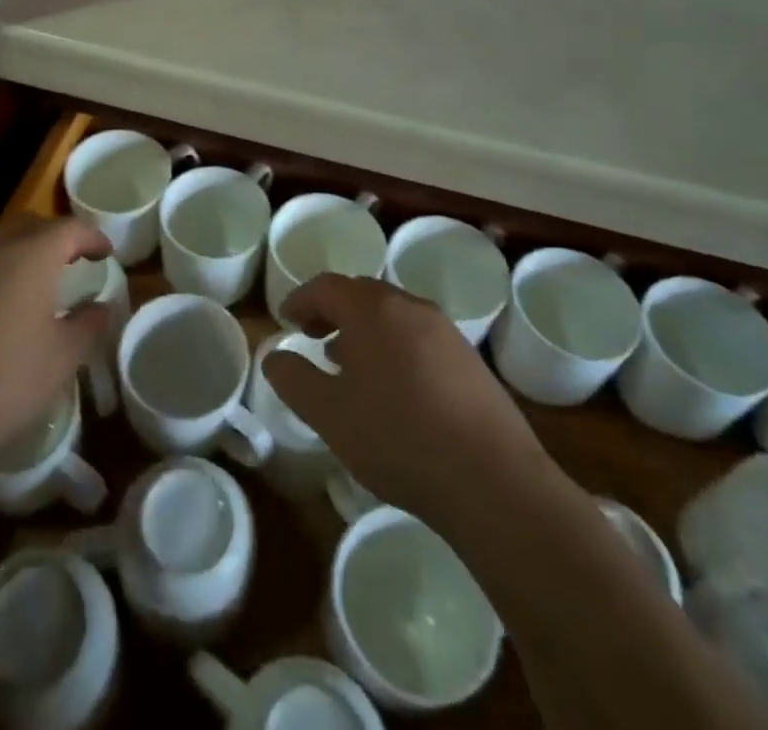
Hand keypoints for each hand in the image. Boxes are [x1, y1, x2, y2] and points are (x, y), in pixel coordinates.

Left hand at [0, 217, 112, 480]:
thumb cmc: (3, 381)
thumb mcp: (61, 358)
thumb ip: (87, 325)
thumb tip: (100, 307)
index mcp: (32, 255)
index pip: (70, 228)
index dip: (92, 237)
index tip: (106, 253)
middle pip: (31, 226)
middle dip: (55, 238)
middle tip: (71, 263)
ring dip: (20, 255)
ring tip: (34, 288)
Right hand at [264, 274, 556, 523]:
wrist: (493, 480)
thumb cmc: (398, 438)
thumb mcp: (330, 414)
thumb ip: (294, 380)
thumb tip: (274, 357)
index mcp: (372, 310)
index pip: (327, 286)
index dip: (302, 298)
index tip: (286, 318)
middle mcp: (409, 307)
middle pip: (362, 293)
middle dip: (333, 310)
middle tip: (313, 336)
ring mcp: (445, 331)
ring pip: (393, 314)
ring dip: (365, 329)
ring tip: (349, 363)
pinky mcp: (469, 359)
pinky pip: (419, 336)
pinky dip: (394, 346)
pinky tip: (394, 387)